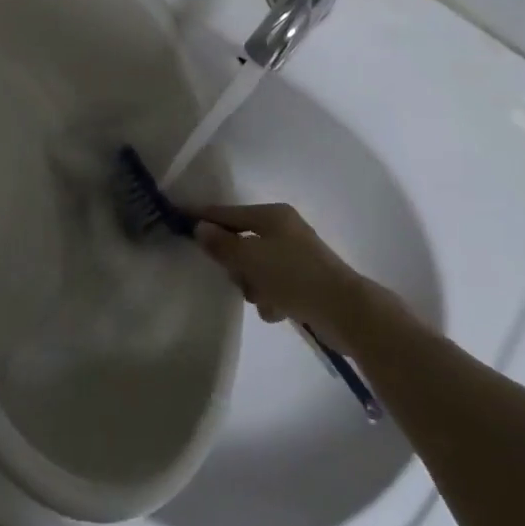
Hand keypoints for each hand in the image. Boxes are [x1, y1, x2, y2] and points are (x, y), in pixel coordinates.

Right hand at [194, 203, 381, 349]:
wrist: (346, 312)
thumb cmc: (295, 276)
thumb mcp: (251, 259)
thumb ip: (222, 244)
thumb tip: (200, 228)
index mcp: (273, 216)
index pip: (228, 213)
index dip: (203, 217)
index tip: (178, 217)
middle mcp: (284, 231)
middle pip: (241, 243)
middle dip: (236, 264)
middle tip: (236, 277)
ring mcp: (296, 257)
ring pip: (255, 269)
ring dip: (254, 287)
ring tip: (264, 299)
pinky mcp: (304, 282)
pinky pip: (273, 287)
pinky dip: (272, 299)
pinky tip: (280, 311)